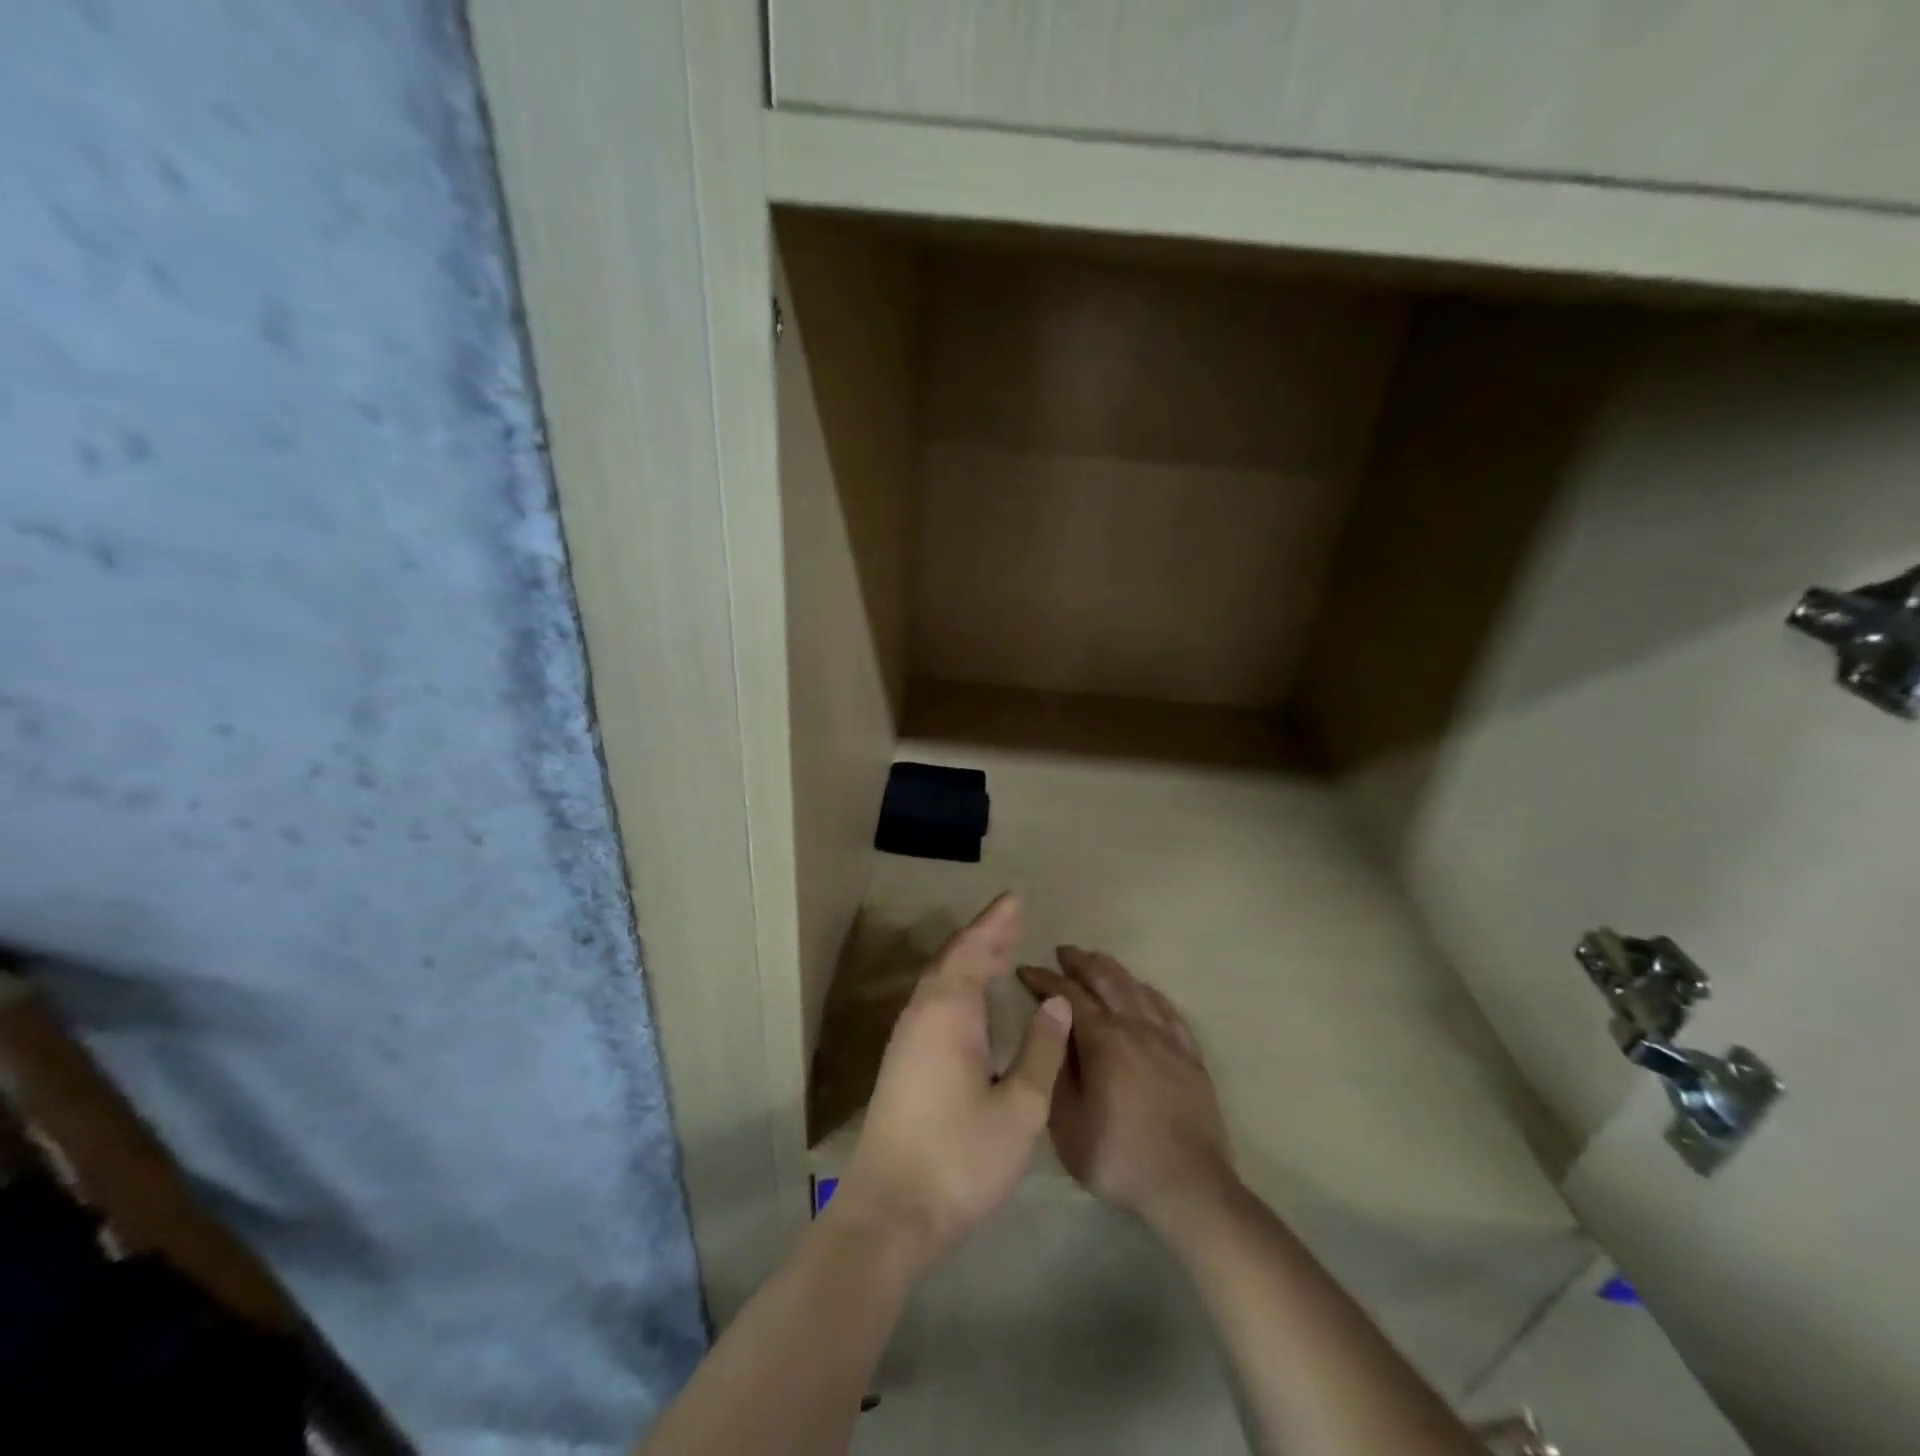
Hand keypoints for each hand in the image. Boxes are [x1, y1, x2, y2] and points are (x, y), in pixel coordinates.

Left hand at [834, 894, 1072, 1275]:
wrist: (890, 1213)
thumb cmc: (960, 1159)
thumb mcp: (1019, 1109)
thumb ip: (1040, 1050)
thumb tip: (1055, 1002)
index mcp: (949, 1013)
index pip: (973, 950)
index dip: (995, 922)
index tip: (1016, 899)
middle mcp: (922, 1014)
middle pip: (953, 959)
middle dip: (984, 937)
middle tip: (1015, 920)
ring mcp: (906, 1039)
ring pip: (940, 981)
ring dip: (969, 960)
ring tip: (1001, 952)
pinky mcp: (902, 1062)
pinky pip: (934, 1003)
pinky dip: (958, 986)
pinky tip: (973, 1002)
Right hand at [1017, 948, 1235, 1231]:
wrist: (1188, 1186)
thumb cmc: (1118, 1156)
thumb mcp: (1066, 1123)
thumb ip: (1055, 1070)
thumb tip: (1048, 1030)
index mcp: (1103, 1039)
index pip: (1067, 995)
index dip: (1044, 979)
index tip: (1026, 969)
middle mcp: (1135, 1026)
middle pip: (1106, 979)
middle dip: (1080, 962)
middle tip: (1062, 952)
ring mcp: (1167, 1039)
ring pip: (1137, 988)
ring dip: (1112, 970)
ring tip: (1096, 961)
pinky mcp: (1190, 1056)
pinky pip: (1168, 1010)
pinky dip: (1149, 992)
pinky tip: (1143, 991)